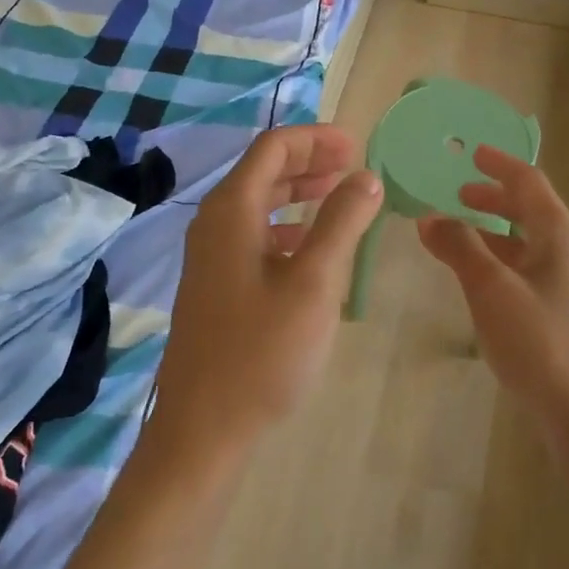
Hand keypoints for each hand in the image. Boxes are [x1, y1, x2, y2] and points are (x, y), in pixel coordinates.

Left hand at [152, 125, 381, 466]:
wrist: (203, 430)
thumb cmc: (262, 352)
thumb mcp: (314, 283)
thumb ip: (341, 223)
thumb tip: (366, 176)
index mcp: (231, 211)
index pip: (272, 148)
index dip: (316, 139)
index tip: (358, 146)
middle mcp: (215, 223)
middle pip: (263, 171)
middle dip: (311, 161)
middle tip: (356, 165)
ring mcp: (211, 256)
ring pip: (259, 203)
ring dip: (300, 192)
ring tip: (342, 196)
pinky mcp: (217, 284)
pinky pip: (255, 235)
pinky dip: (289, 226)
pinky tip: (313, 246)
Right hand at [418, 146, 568, 438]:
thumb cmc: (543, 342)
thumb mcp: (492, 289)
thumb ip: (460, 248)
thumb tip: (430, 218)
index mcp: (559, 234)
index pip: (528, 182)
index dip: (498, 164)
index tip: (472, 153)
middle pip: (531, 211)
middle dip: (494, 199)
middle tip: (458, 196)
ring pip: (528, 245)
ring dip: (495, 234)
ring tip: (460, 238)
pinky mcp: (566, 317)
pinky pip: (529, 273)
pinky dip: (501, 264)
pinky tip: (481, 284)